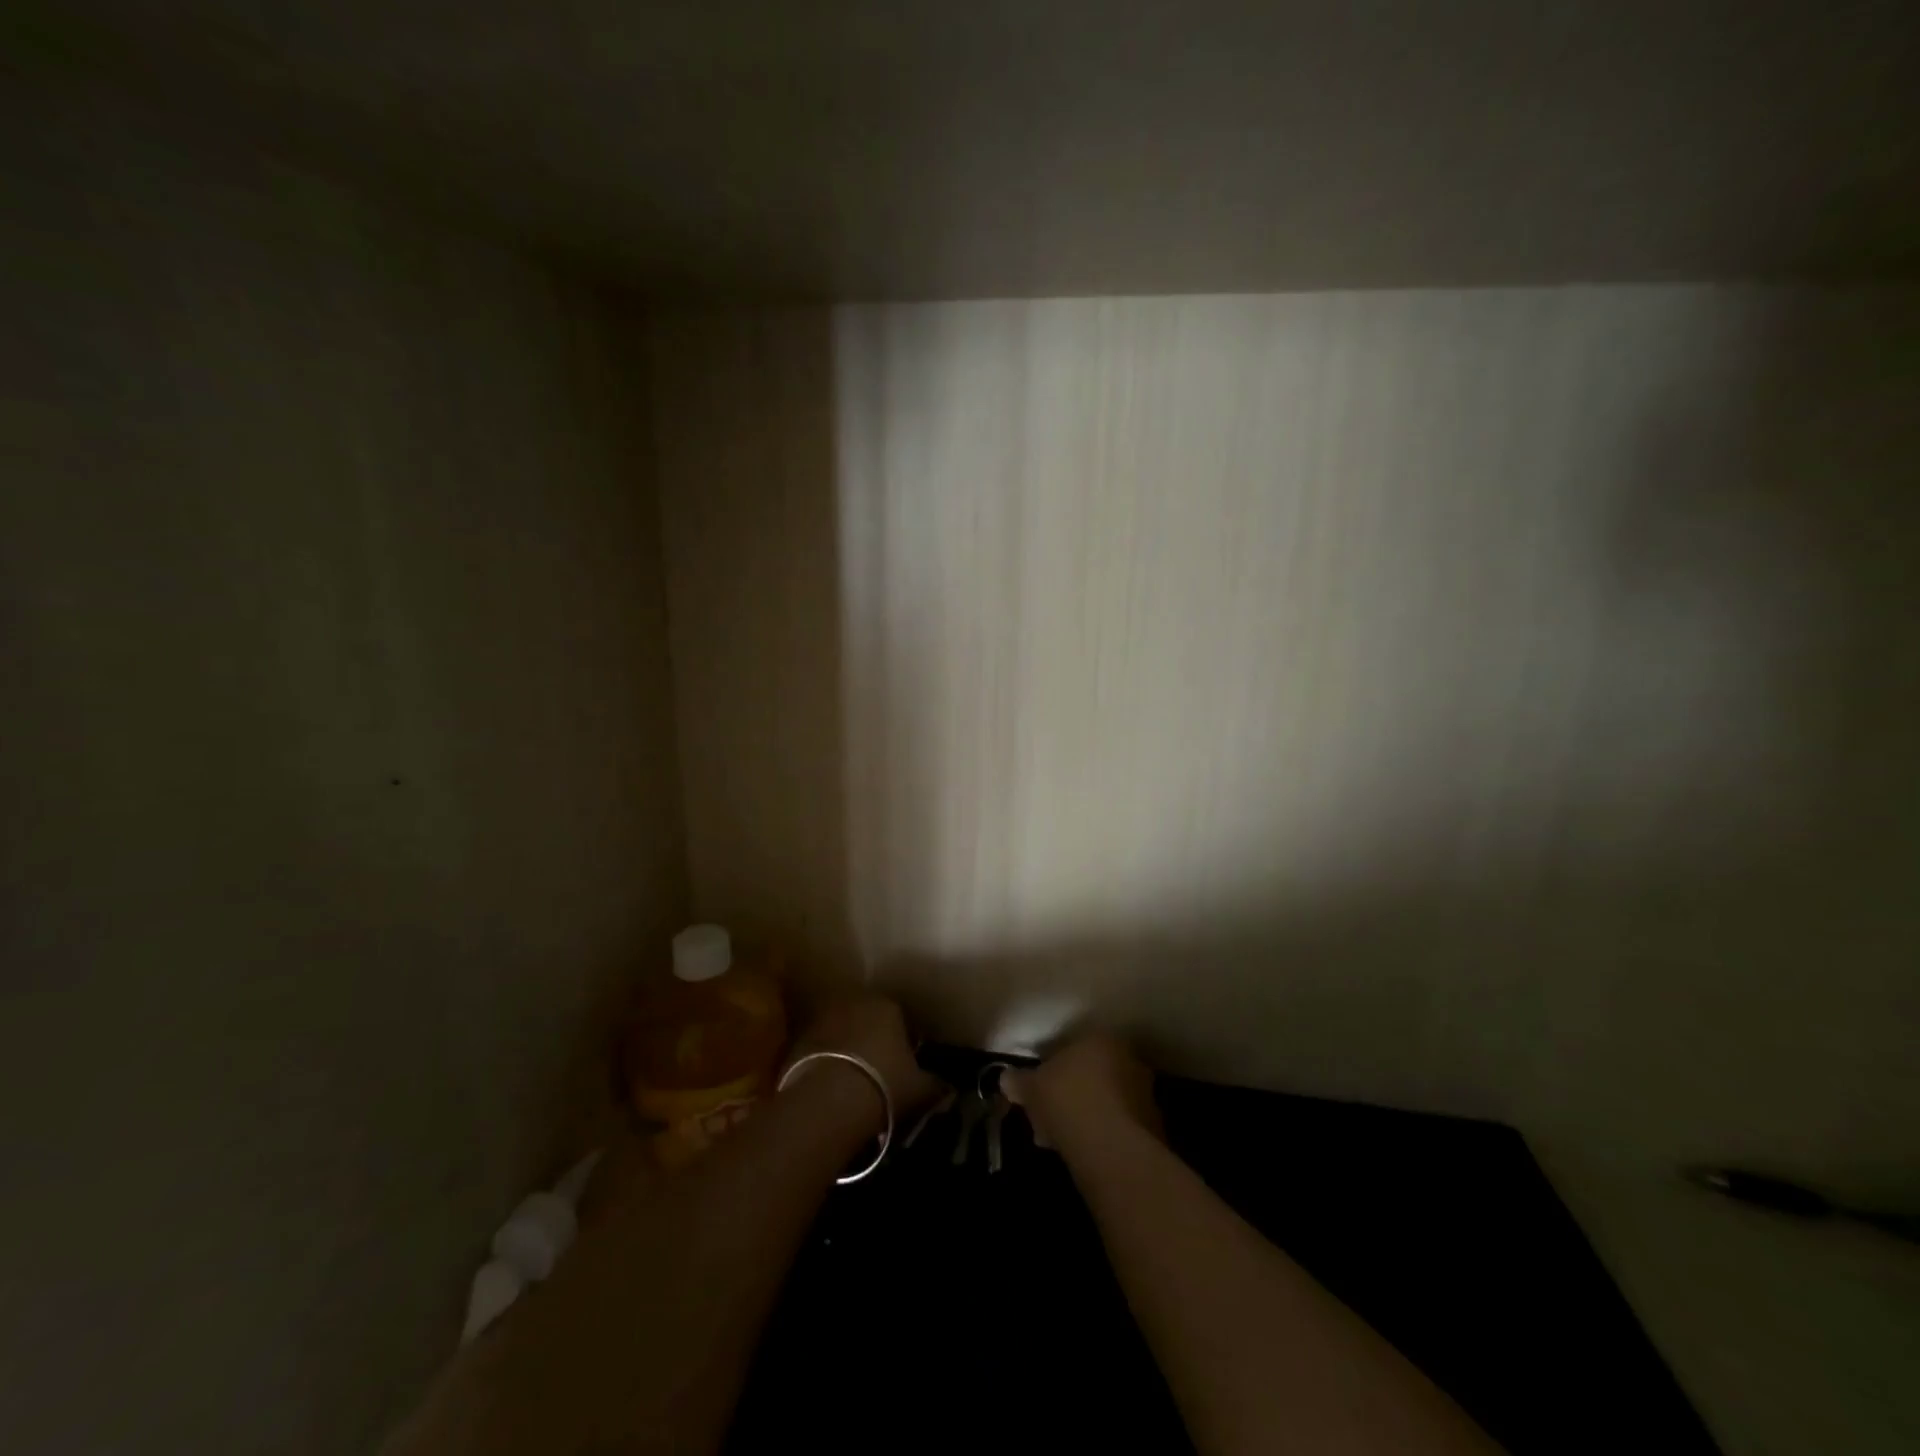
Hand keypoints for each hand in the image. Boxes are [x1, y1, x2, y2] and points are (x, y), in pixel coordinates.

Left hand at [789, 996, 943, 1117]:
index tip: (904, 1065)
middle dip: (871, 1039)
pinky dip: (822, 1062)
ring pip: (840, 1031)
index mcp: (888, 1006)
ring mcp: (822, 1018)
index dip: (903, 1041)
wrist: (828, 1101)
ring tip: (850, 1080)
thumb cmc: (884, 1086)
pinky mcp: (797, 1038)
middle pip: (866, 1019)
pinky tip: (828, 1087)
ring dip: (845, 1049)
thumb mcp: (921, 1089)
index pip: (900, 1017)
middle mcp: (854, 1002)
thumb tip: (948, 1087)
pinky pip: (817, 1049)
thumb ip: (936, 1084)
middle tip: (876, 1071)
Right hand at [1002, 1033, 1162, 1151]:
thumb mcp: (1032, 1088)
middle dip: (1068, 1096)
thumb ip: (1019, 1081)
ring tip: (1060, 1141)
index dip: (1051, 1072)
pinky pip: (1118, 1125)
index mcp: (1100, 1039)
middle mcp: (1127, 1058)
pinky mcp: (1153, 1125)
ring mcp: (1144, 1092)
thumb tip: (1005, 1079)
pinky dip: (1101, 1135)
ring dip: (1085, 1116)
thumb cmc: (1068, 1101)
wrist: (1111, 1147)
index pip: (1072, 1049)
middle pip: (1091, 1075)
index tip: (1037, 1094)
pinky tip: (1082, 1152)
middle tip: (1046, 1118)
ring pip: (1105, 1101)